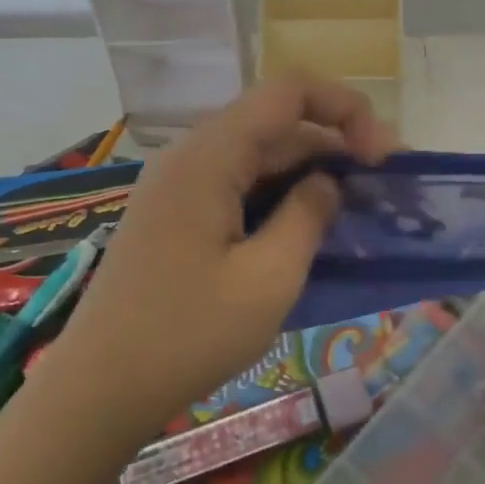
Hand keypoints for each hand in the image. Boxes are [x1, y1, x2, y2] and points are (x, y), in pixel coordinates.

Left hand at [59, 77, 398, 432]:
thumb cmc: (187, 335)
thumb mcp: (269, 278)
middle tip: (386, 192)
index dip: (346, 109)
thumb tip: (328, 182)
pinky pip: (240, 186)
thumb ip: (309, 216)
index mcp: (210, 156)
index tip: (381, 158)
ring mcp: (181, 186)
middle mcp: (192, 156)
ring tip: (356, 213)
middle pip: (278, 124)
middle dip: (337, 146)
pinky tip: (308, 231)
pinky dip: (282, 198)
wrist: (99, 391)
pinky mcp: (178, 216)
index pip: (289, 92)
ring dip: (312, 175)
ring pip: (261, 157)